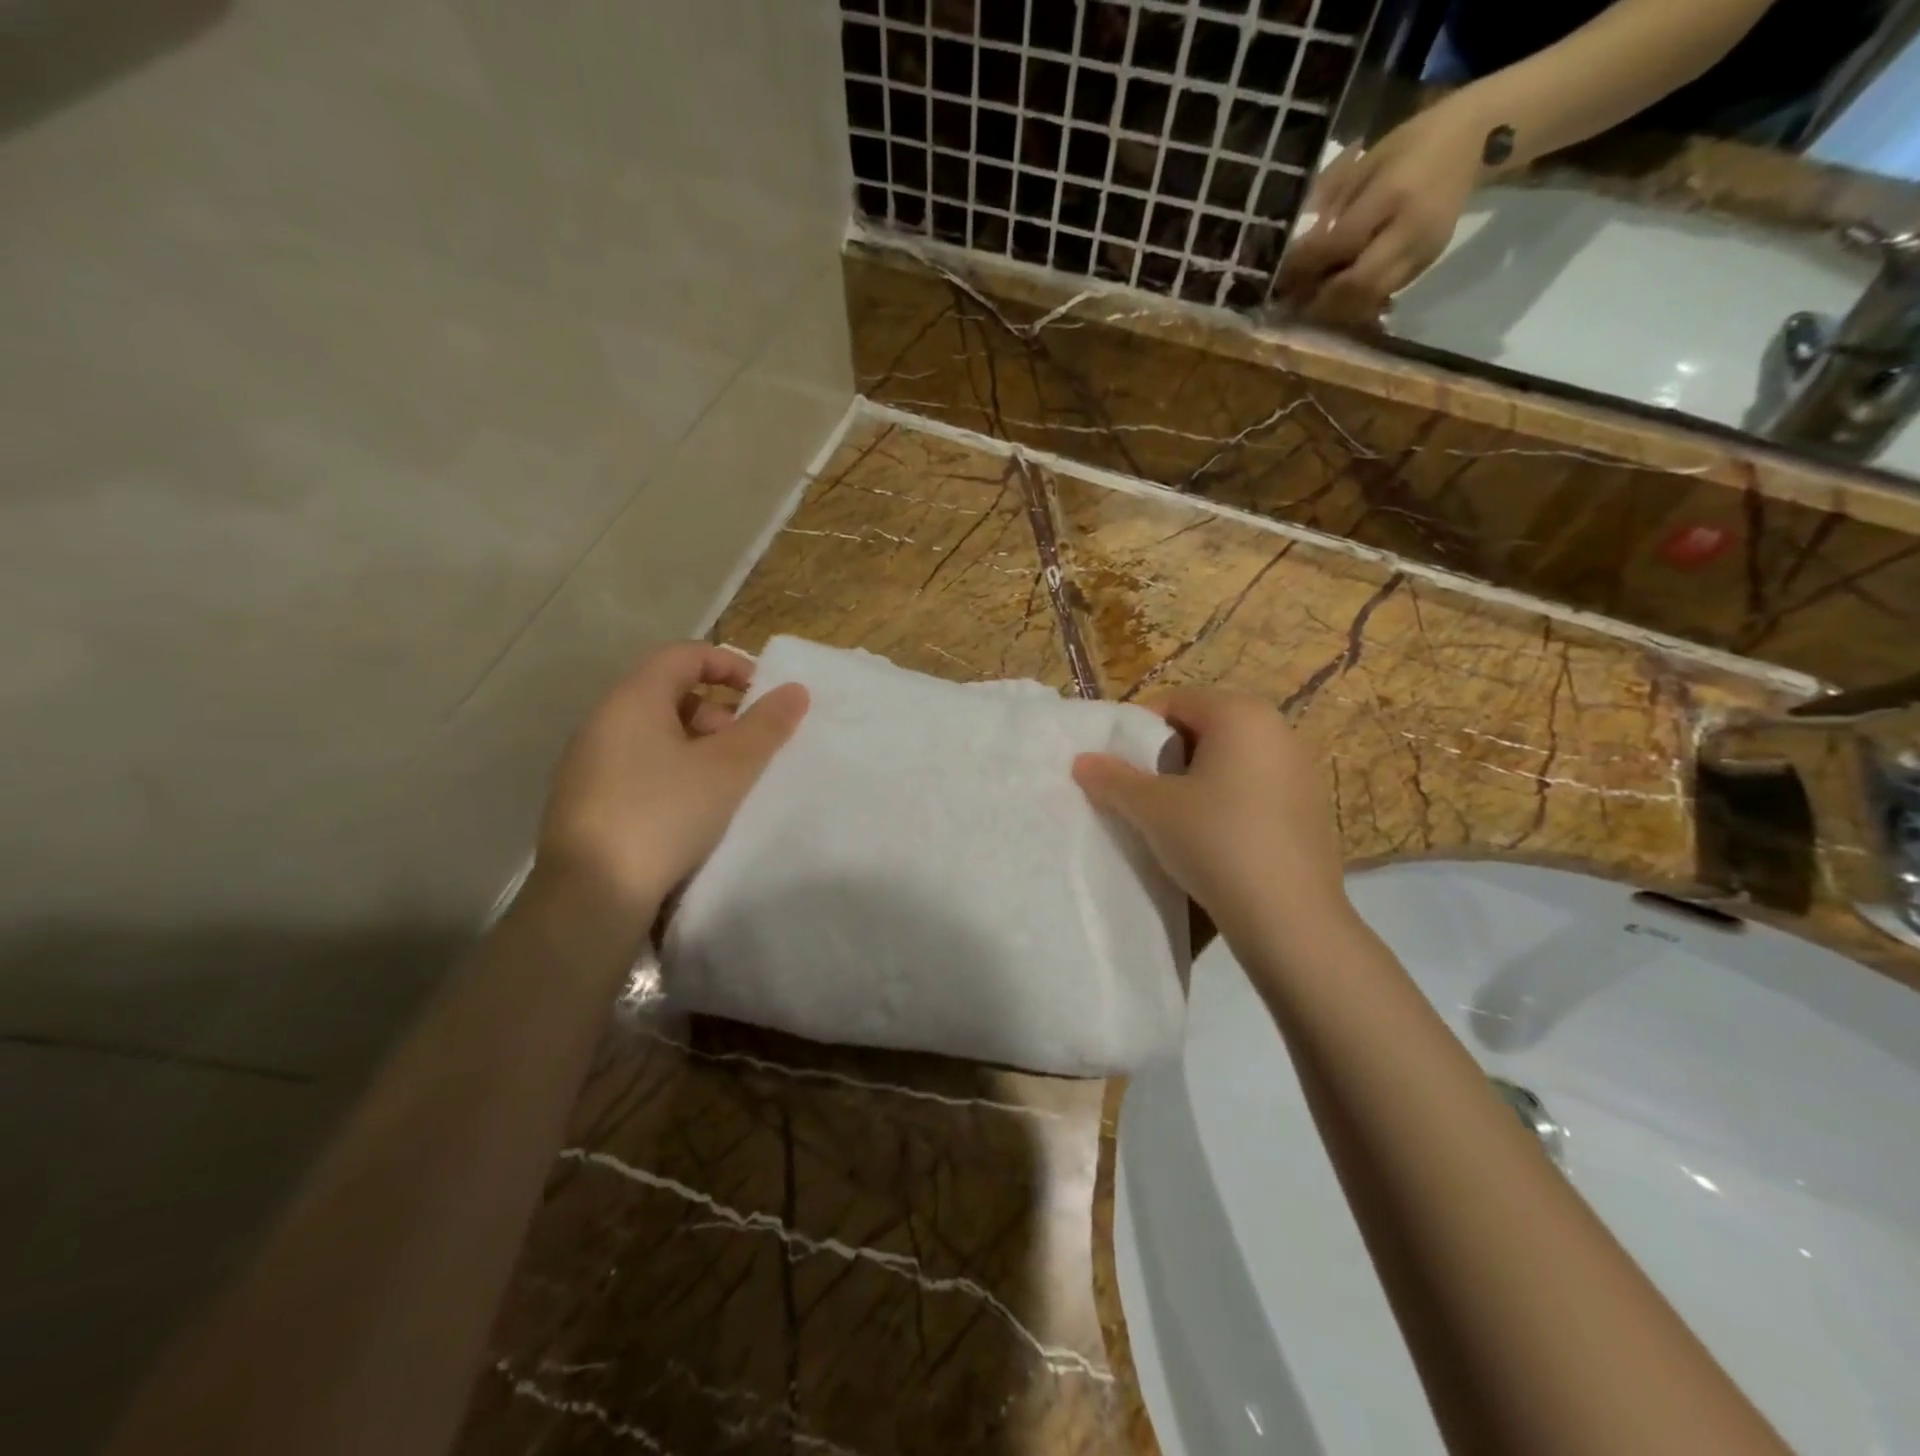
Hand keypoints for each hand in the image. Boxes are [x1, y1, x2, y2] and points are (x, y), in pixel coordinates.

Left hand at [535, 643, 808, 923]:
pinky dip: (673, 770)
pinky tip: (691, 809)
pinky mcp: (586, 800)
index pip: (683, 654)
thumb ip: (766, 726)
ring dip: (697, 745)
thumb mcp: (728, 768)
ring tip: (725, 784)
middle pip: (668, 692)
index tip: (762, 694)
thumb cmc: (665, 814)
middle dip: (717, 711)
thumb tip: (796, 689)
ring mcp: (588, 762)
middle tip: (747, 748)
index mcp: (633, 700)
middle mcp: (603, 721)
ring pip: (654, 732)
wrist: (591, 895)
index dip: (728, 663)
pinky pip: (638, 765)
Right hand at [1073, 689, 1350, 947]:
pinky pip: (1256, 788)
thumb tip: (1082, 761)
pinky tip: (1215, 838)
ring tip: (1175, 818)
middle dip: (1168, 755)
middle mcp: (1278, 730)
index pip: (1176, 701)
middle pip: (1205, 727)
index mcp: (1241, 715)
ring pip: (1231, 760)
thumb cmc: (1215, 841)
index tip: (1119, 766)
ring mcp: (1301, 770)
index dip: (1139, 729)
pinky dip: (1229, 801)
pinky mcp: (1311, 808)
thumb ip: (1113, 779)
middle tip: (1142, 792)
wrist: (1289, 917)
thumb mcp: (1152, 808)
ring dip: (1198, 780)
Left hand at [1277, 96, 1492, 325]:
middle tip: (1289, 306)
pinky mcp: (1426, 264)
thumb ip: (1332, 203)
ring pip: (1370, 297)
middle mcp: (1410, 230)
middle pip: (1355, 285)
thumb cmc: (1413, 144)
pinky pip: (1383, 294)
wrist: (1478, 138)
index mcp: (1392, 195)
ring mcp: (1421, 251)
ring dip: (1334, 309)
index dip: (1305, 267)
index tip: (1278, 279)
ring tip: (1307, 308)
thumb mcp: (1368, 161)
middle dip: (1318, 300)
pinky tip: (1335, 300)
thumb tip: (1294, 249)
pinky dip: (1355, 304)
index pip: (1339, 244)